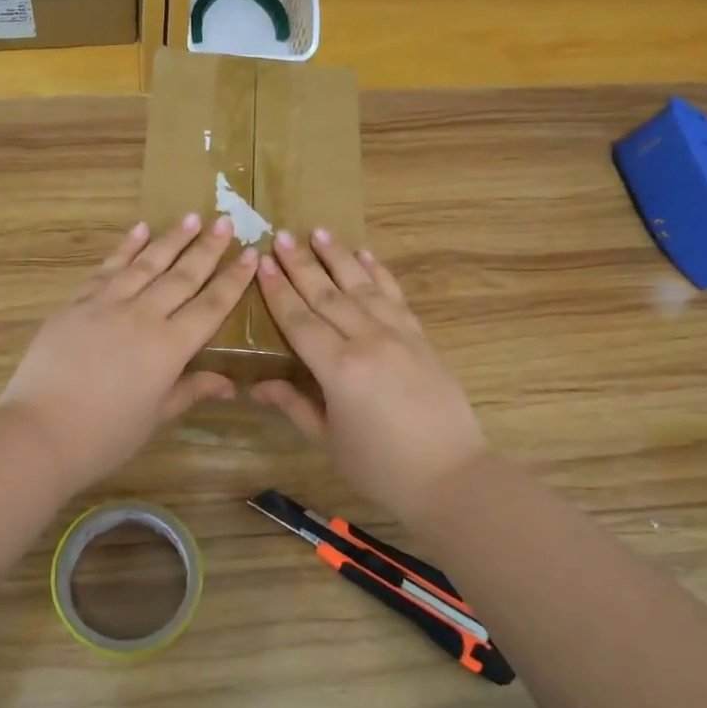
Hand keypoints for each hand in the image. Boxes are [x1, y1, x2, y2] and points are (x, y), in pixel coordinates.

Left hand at [0, 214, 257, 491]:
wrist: (40, 431)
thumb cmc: (106, 435)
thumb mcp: (156, 416)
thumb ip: (191, 390)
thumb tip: (231, 384)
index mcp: (170, 347)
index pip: (211, 307)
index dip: (233, 281)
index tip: (251, 255)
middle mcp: (143, 316)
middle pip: (182, 276)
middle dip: (208, 249)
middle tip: (226, 221)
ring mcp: (107, 304)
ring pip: (147, 264)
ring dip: (171, 238)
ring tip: (192, 217)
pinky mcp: (77, 303)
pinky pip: (107, 268)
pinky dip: (125, 248)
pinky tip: (139, 229)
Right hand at [253, 229, 486, 522]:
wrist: (449, 475)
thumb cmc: (379, 466)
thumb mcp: (329, 439)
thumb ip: (294, 405)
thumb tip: (257, 385)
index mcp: (339, 369)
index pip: (299, 320)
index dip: (278, 291)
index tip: (261, 261)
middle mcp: (368, 341)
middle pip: (327, 295)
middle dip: (301, 264)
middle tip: (281, 236)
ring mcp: (399, 335)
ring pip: (361, 287)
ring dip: (338, 258)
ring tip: (318, 232)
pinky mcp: (421, 338)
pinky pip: (395, 297)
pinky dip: (378, 273)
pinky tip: (365, 255)